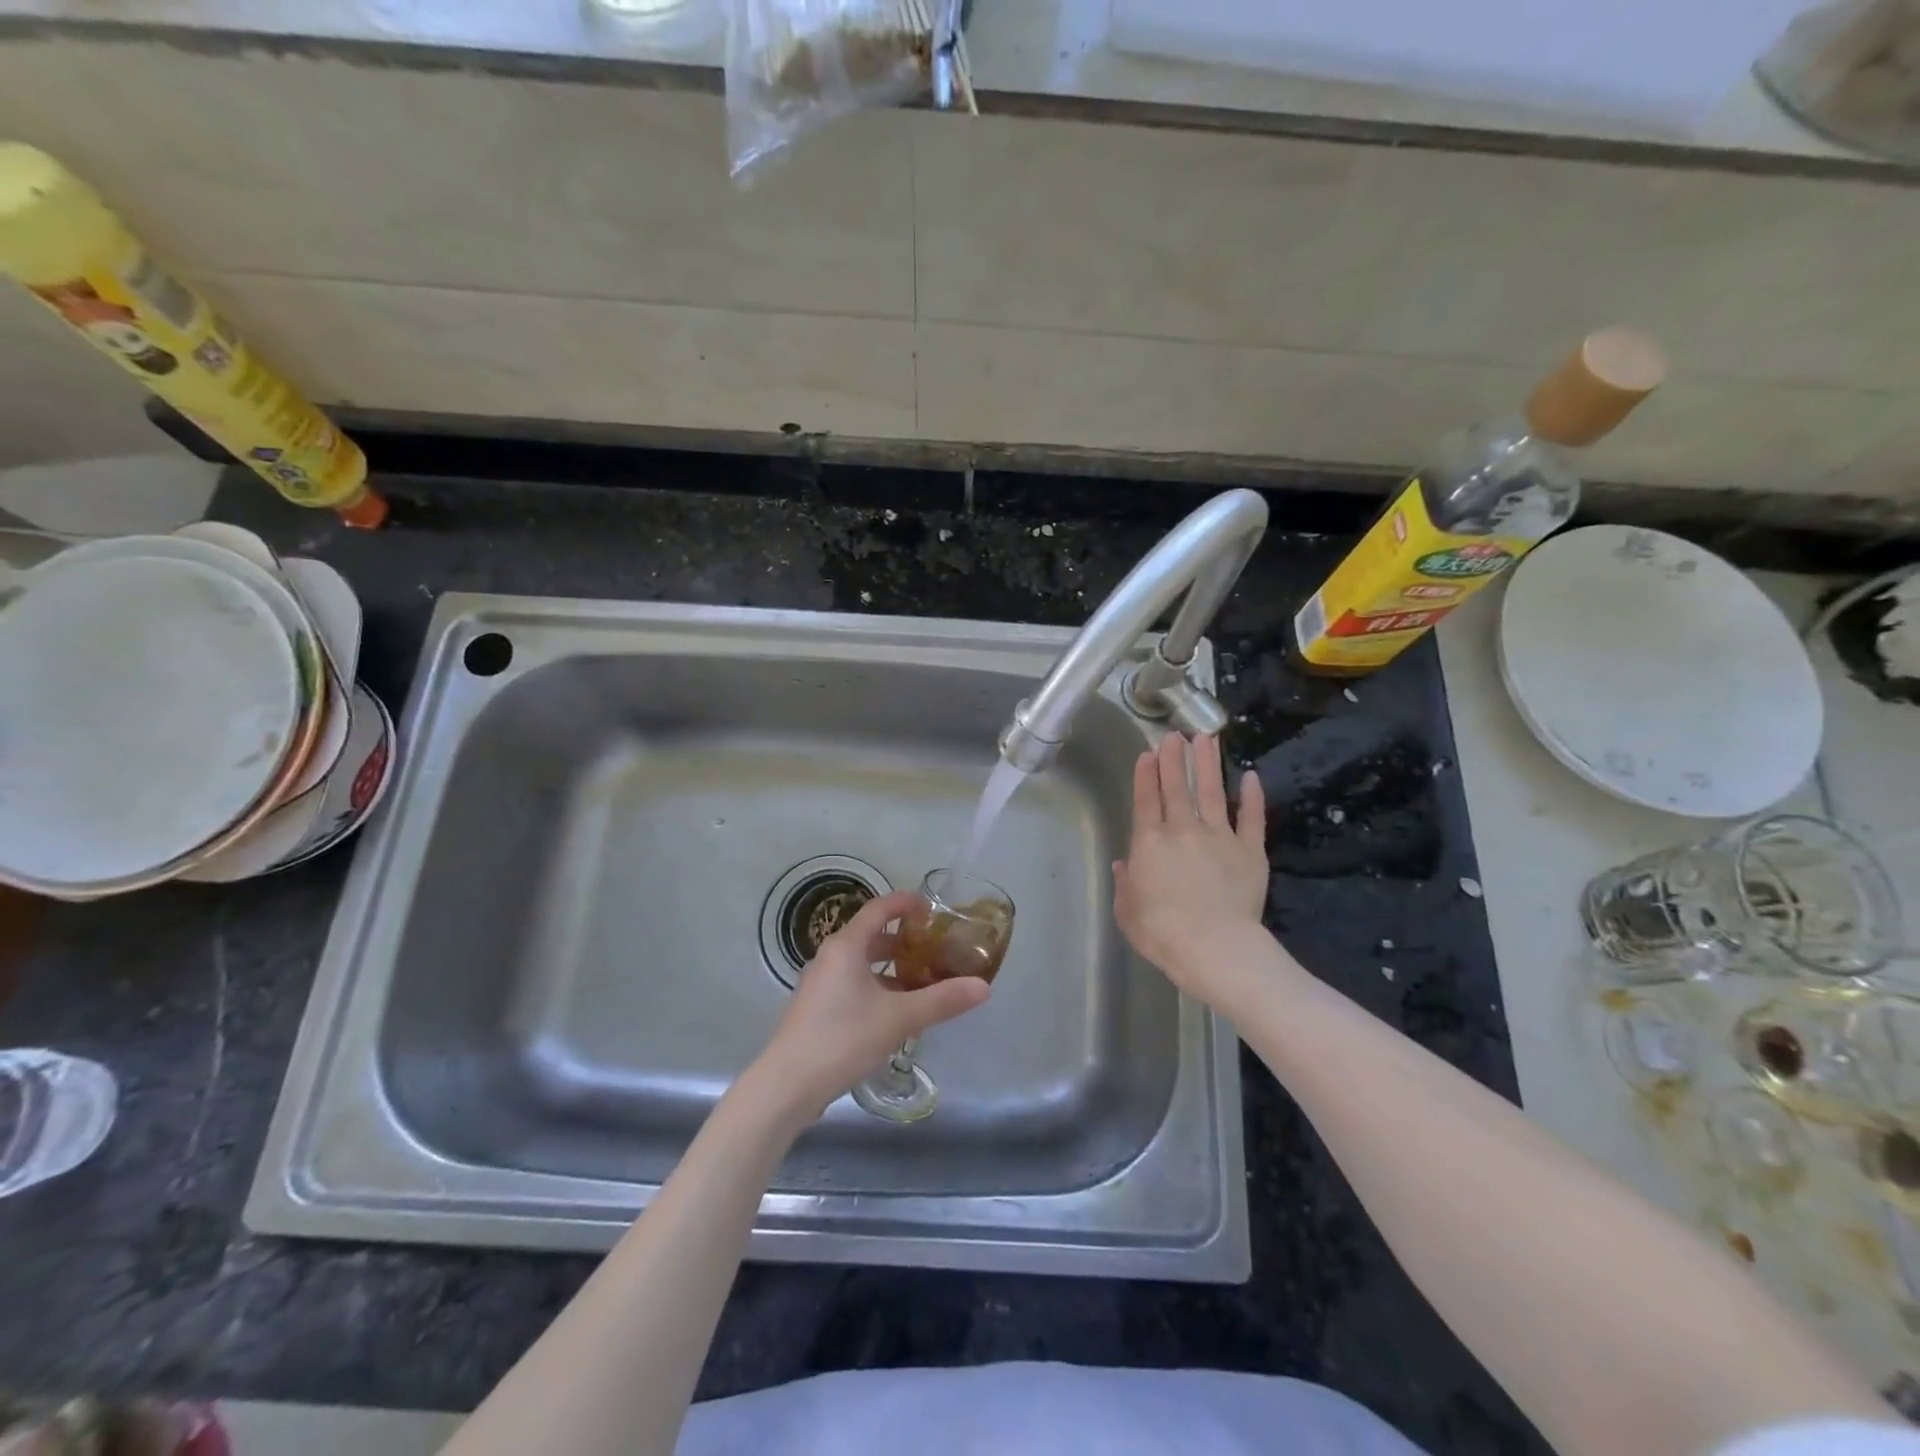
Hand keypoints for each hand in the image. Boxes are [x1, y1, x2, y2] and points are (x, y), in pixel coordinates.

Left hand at [752, 889, 989, 1120]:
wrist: (786, 1086)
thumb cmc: (842, 1039)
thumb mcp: (898, 1018)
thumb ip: (941, 1000)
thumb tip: (983, 987)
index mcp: (846, 946)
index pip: (880, 908)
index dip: (906, 903)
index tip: (933, 909)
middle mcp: (830, 956)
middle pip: (872, 936)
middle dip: (905, 941)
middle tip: (936, 950)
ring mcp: (820, 983)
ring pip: (862, 963)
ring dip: (892, 968)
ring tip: (923, 982)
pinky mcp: (817, 1007)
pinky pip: (852, 984)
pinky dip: (877, 987)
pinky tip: (896, 1013)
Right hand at [1113, 733, 1271, 1007]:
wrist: (1213, 946)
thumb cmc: (1161, 932)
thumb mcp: (1127, 910)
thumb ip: (1125, 883)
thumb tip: (1124, 865)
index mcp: (1150, 843)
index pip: (1146, 800)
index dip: (1146, 775)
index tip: (1148, 753)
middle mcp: (1183, 830)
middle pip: (1178, 787)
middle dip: (1175, 758)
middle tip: (1175, 735)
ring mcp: (1220, 837)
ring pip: (1213, 792)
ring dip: (1209, 764)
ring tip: (1207, 738)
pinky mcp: (1250, 851)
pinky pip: (1252, 818)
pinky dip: (1253, 796)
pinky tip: (1252, 776)